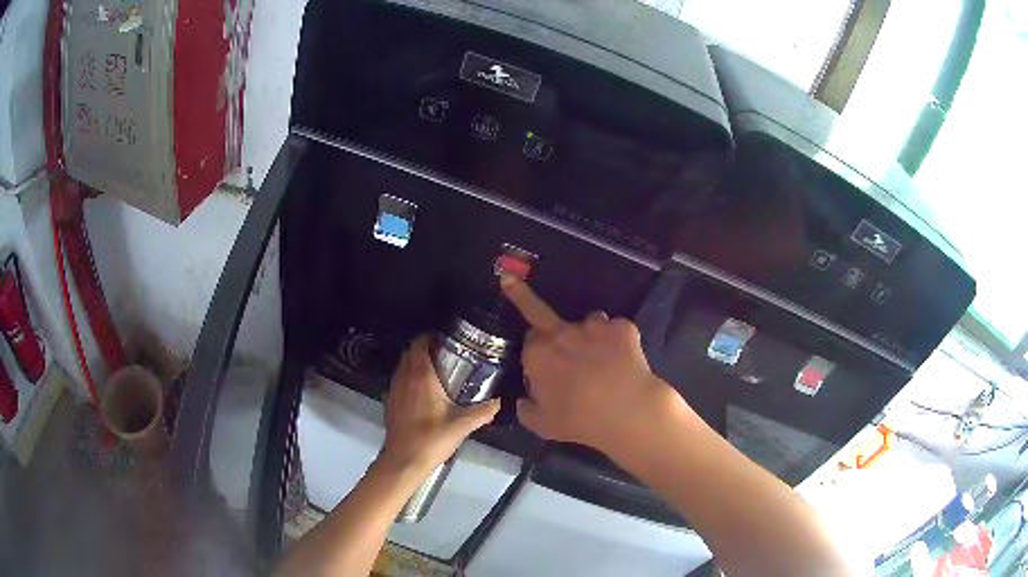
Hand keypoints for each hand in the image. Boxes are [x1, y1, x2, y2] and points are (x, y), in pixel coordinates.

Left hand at [380, 335, 500, 474]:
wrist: (404, 460)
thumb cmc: (432, 438)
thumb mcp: (462, 425)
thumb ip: (483, 411)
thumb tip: (499, 401)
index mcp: (420, 375)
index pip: (420, 343)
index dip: (431, 337)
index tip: (447, 340)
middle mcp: (404, 377)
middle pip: (411, 352)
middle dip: (426, 349)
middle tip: (446, 355)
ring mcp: (394, 389)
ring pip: (403, 366)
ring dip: (416, 364)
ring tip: (437, 372)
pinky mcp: (390, 402)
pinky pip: (400, 381)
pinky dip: (410, 379)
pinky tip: (424, 393)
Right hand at [501, 274, 681, 456]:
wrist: (626, 411)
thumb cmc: (578, 420)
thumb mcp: (541, 424)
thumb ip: (526, 409)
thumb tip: (524, 401)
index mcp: (537, 354)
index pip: (529, 341)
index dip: (536, 352)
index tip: (543, 365)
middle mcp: (562, 332)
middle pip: (541, 312)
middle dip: (529, 302)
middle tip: (517, 289)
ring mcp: (594, 326)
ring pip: (587, 322)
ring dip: (589, 334)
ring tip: (602, 358)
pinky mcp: (622, 327)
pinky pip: (617, 330)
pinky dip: (619, 341)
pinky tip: (625, 361)